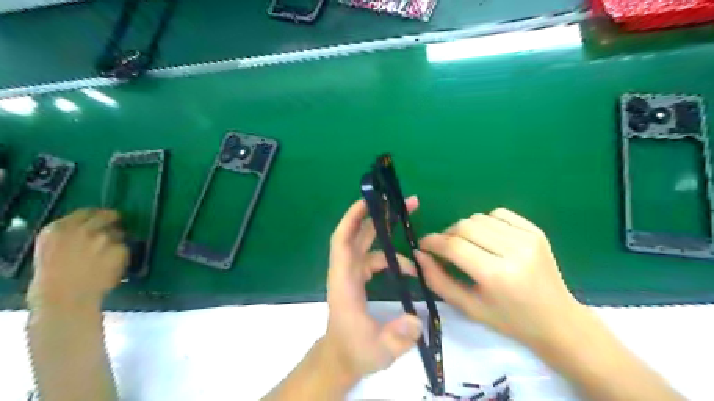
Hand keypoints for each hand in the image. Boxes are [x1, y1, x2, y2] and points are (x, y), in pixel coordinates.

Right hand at [27, 208, 129, 311]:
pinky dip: (122, 255)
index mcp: (59, 228)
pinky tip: (112, 266)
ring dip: (117, 241)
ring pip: (119, 233)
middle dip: (114, 221)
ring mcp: (104, 238)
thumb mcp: (51, 249)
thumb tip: (91, 226)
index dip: (98, 215)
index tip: (104, 218)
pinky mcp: (120, 248)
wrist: (65, 299)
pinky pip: (125, 248)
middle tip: (117, 229)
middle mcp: (83, 229)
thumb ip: (70, 234)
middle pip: (108, 215)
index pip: (87, 212)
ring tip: (107, 257)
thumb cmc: (51, 279)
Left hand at [326, 198, 425, 381]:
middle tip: (405, 202)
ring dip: (387, 230)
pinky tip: (410, 267)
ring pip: (367, 243)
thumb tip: (416, 321)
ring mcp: (353, 273)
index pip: (343, 240)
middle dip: (379, 214)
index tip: (370, 200)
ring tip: (410, 219)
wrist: (342, 358)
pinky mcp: (359, 278)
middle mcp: (346, 270)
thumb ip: (396, 338)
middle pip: (359, 233)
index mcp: (344, 280)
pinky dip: (391, 256)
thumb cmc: (355, 352)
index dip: (353, 218)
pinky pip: (374, 257)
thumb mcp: (378, 351)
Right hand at [420, 208, 585, 348]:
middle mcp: (513, 251)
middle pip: (465, 226)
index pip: (454, 246)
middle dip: (446, 235)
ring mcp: (528, 237)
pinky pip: (498, 214)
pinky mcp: (535, 231)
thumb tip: (419, 255)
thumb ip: (438, 280)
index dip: (432, 242)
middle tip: (443, 249)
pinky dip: (484, 222)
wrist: (557, 320)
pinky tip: (486, 239)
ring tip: (466, 245)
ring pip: (479, 217)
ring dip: (464, 229)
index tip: (422, 245)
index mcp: (497, 276)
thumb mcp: (468, 307)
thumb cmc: (509, 320)